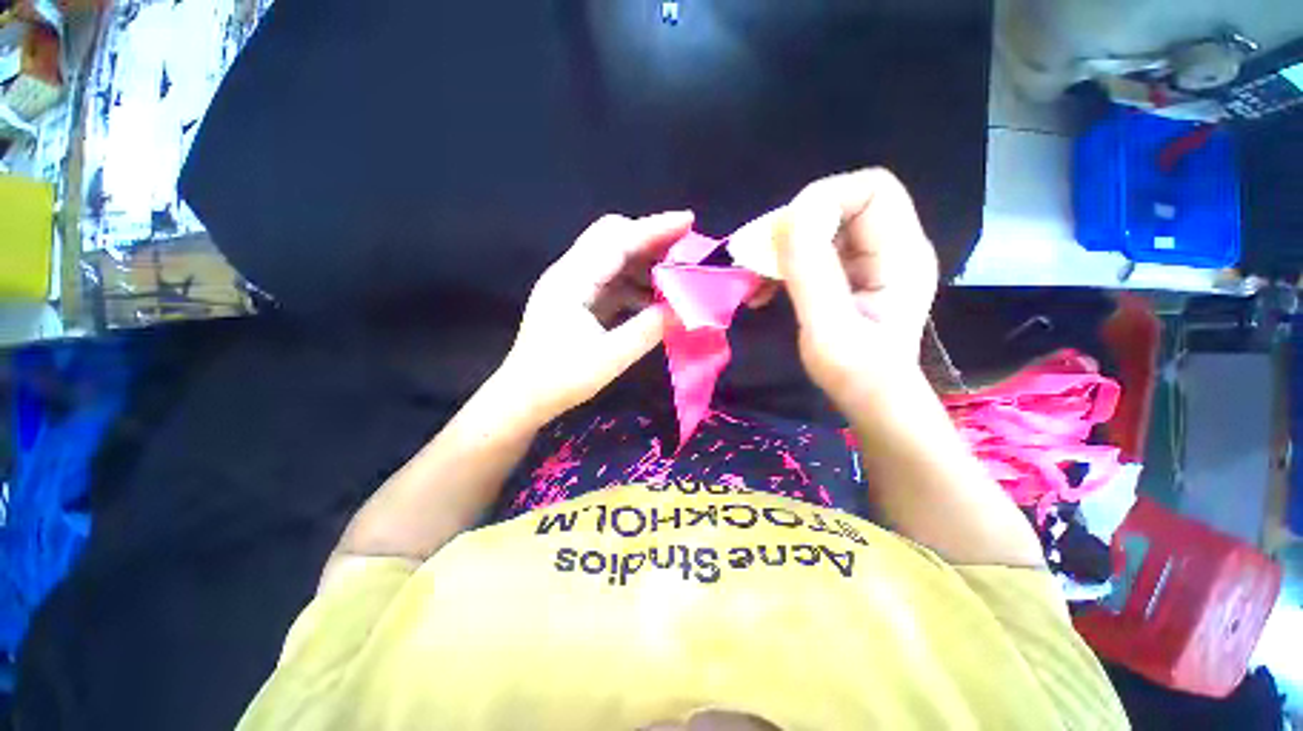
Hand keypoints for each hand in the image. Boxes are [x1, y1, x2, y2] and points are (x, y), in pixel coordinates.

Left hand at [498, 211, 693, 424]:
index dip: (654, 228)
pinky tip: (654, 301)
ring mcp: (571, 286)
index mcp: (572, 280)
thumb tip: (684, 310)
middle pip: (612, 239)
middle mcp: (569, 273)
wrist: (522, 398)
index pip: (616, 240)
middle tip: (684, 252)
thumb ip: (648, 330)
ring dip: (644, 265)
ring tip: (675, 280)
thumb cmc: (560, 379)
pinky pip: (610, 281)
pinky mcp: (576, 300)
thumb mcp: (610, 358)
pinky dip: (634, 285)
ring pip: (613, 260)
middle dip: (650, 241)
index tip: (688, 220)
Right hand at [775, 168, 938, 409]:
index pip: (873, 189)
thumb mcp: (829, 327)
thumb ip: (812, 272)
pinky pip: (814, 251)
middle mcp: (891, 247)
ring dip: (784, 247)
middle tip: (761, 257)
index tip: (784, 233)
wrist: (870, 399)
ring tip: (756, 278)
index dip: (826, 198)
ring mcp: (869, 260)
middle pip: (844, 204)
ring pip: (823, 227)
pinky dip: (784, 264)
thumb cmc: (855, 373)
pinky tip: (763, 290)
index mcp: (901, 254)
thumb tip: (791, 215)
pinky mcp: (849, 274)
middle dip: (796, 225)